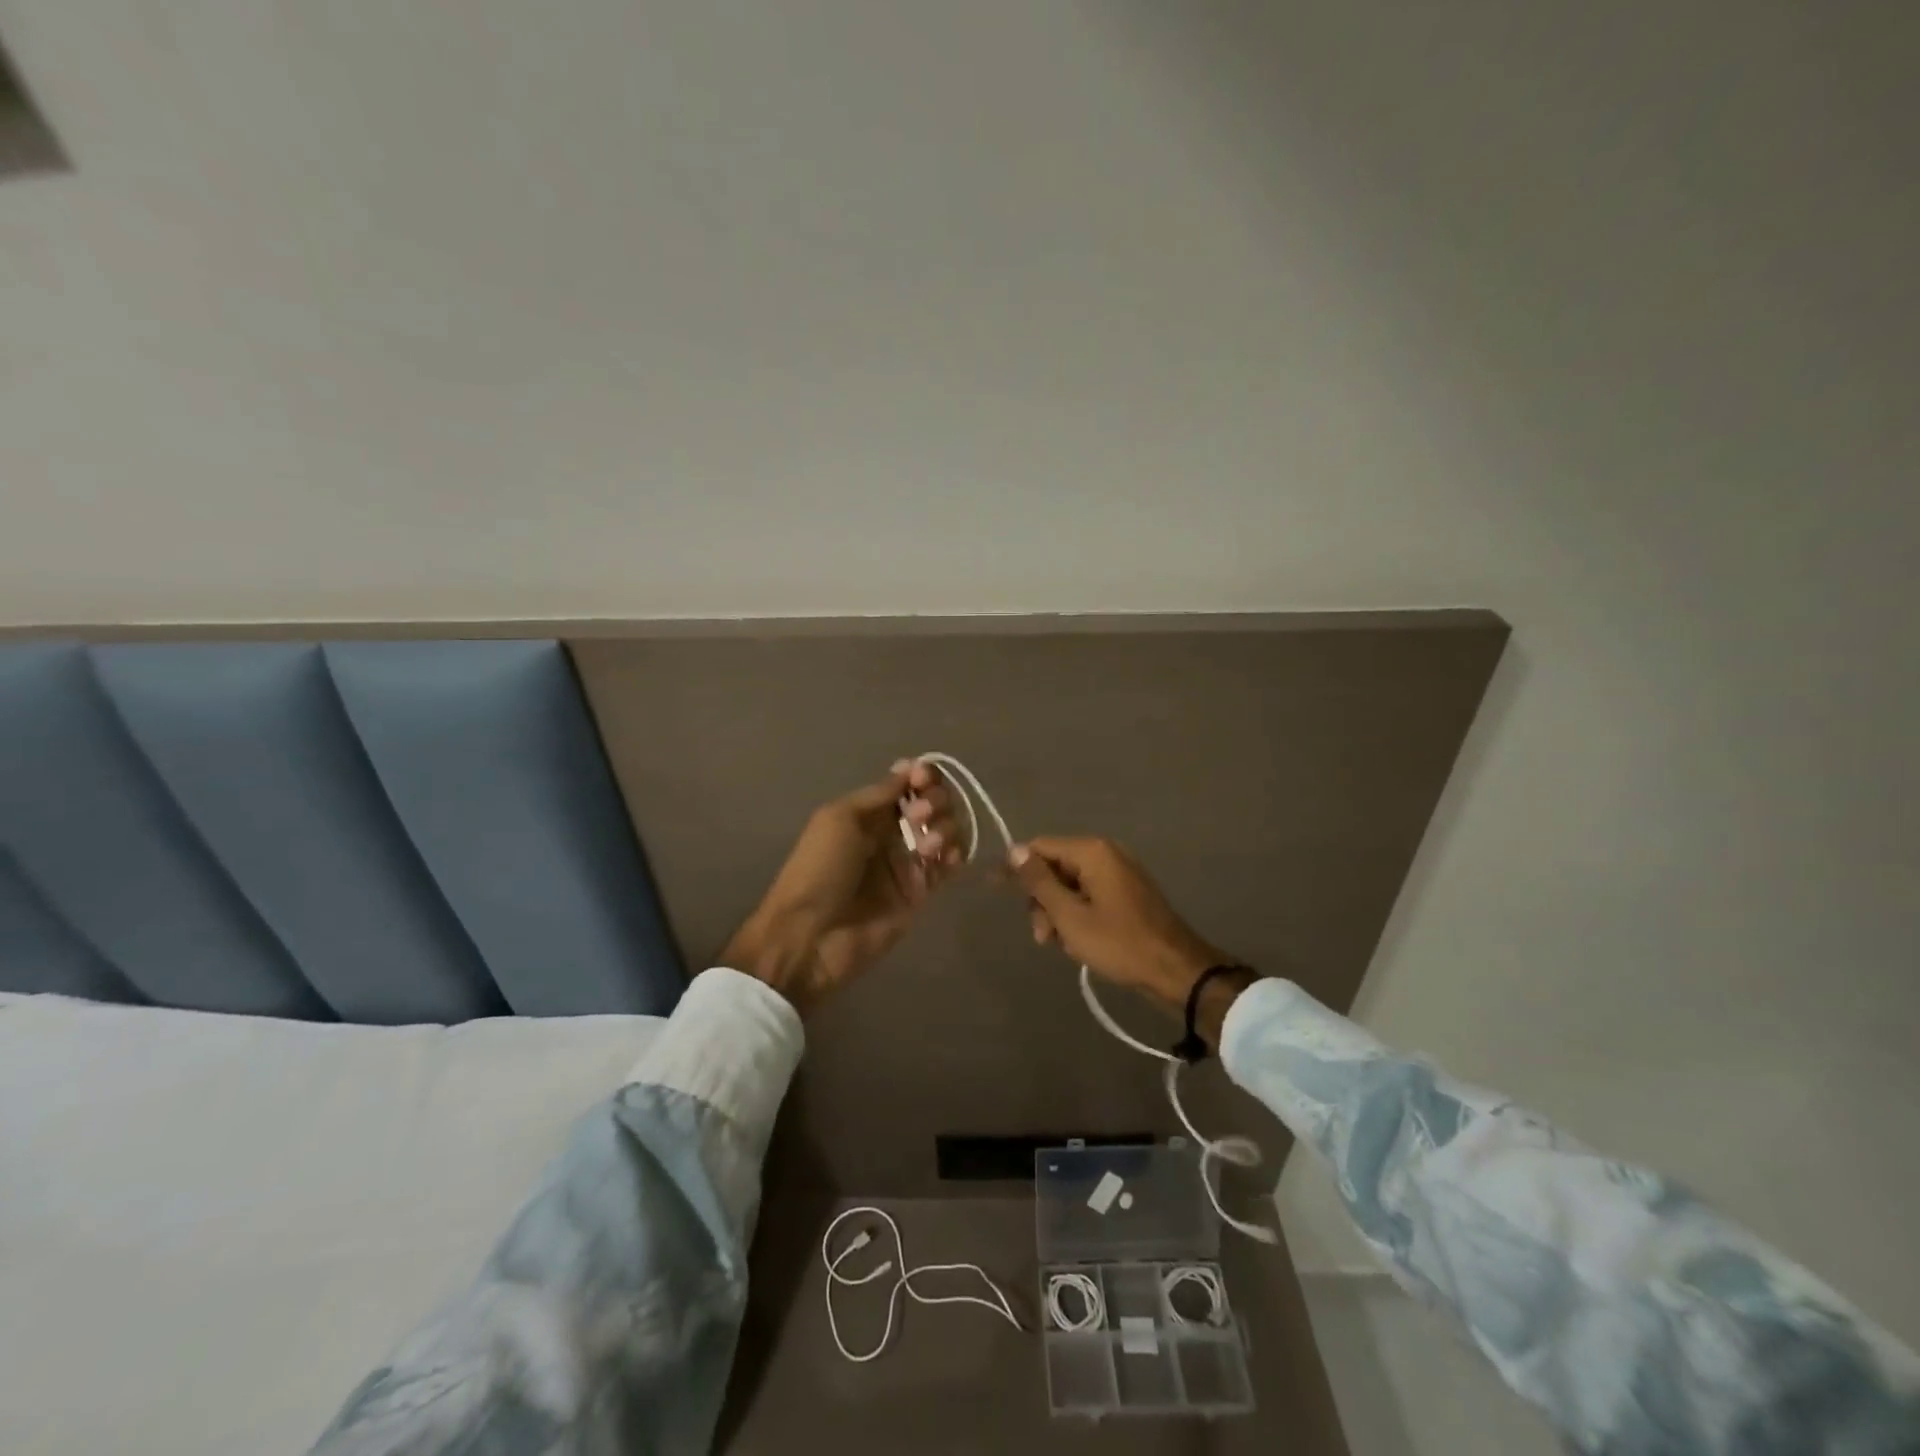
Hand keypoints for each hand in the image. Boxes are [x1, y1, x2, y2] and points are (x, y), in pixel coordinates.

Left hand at [721, 761, 963, 1014]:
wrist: (810, 937)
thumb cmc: (818, 870)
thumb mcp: (840, 818)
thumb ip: (879, 794)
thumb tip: (910, 768)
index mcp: (868, 813)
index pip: (907, 785)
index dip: (922, 776)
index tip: (922, 779)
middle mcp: (891, 834)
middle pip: (931, 804)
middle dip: (934, 800)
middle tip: (919, 816)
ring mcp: (908, 864)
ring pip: (945, 832)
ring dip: (945, 827)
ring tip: (927, 846)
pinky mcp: (921, 893)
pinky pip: (949, 866)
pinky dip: (956, 854)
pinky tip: (945, 857)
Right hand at [1008, 837, 1230, 1010]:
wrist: (1176, 971)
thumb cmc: (1118, 943)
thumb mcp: (1070, 916)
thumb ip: (1039, 882)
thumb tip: (1014, 850)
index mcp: (1092, 852)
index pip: (1039, 847)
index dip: (1017, 869)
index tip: (998, 893)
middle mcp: (1106, 854)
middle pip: (1054, 867)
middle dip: (1042, 900)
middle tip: (1043, 937)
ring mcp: (1119, 873)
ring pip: (1070, 885)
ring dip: (1058, 913)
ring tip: (1062, 945)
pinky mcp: (1126, 893)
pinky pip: (1089, 895)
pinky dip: (1078, 916)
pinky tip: (1079, 943)